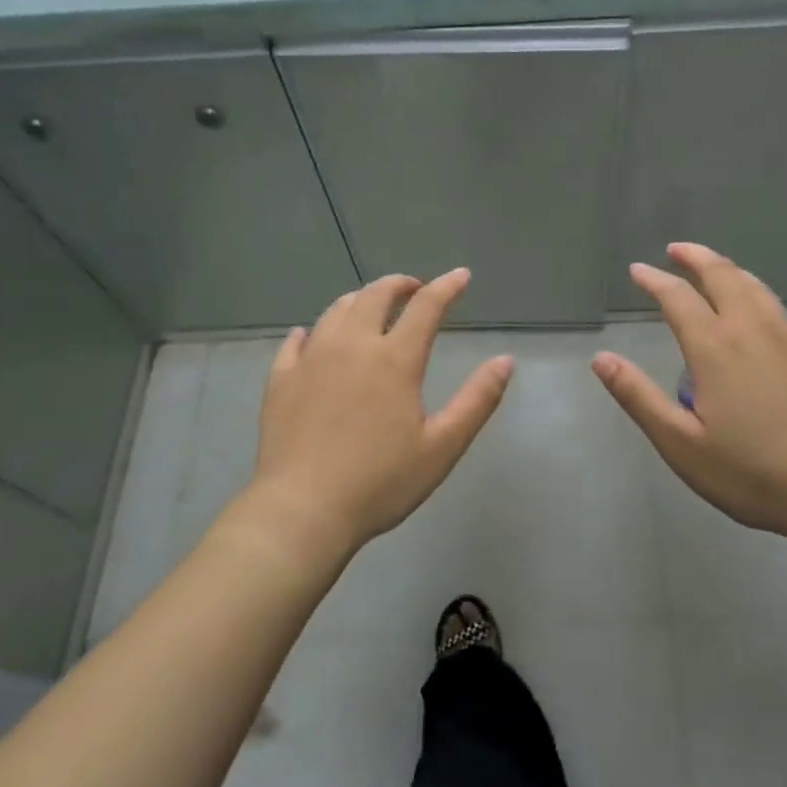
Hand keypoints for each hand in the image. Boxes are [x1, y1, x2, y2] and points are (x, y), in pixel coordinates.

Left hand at [242, 269, 512, 561]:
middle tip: (414, 289)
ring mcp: (311, 359)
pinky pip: (297, 340)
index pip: (426, 306)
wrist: (302, 510)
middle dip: (400, 284)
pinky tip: (314, 337)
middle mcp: (352, 345)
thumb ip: (477, 400)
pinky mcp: (281, 379)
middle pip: (375, 295)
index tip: (461, 276)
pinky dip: (314, 330)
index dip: (447, 287)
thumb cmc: (381, 483)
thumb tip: (505, 361)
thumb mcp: (442, 446)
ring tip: (372, 308)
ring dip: (360, 300)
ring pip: (336, 310)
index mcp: (395, 359)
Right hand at [592, 243, 786, 542]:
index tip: (637, 271)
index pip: (678, 298)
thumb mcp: (681, 444)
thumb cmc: (751, 473)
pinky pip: (779, 310)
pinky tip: (758, 313)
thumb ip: (639, 397)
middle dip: (696, 257)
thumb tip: (601, 359)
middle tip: (675, 251)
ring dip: (728, 270)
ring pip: (756, 287)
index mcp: (715, 348)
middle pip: (723, 276)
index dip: (654, 280)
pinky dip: (757, 296)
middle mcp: (753, 330)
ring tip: (713, 268)